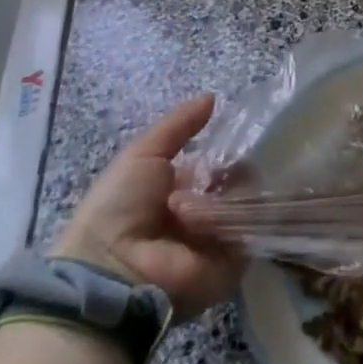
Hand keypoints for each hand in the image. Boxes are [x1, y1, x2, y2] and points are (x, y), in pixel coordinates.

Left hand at [52, 95, 243, 321]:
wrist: (111, 267)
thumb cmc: (120, 205)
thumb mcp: (143, 153)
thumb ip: (178, 125)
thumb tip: (213, 96)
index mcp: (181, 190)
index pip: (218, 165)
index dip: (227, 150)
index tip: (238, 135)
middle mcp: (203, 214)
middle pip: (238, 182)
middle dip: (237, 170)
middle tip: (230, 167)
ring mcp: (220, 239)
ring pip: (248, 202)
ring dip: (235, 192)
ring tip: (218, 193)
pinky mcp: (233, 263)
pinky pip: (251, 231)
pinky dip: (243, 217)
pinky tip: (229, 209)